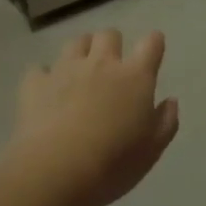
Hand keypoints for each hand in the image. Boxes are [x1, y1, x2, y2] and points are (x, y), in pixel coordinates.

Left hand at [1, 29, 179, 205]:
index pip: (151, 44)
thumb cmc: (114, 162)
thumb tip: (170, 101)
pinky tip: (46, 91)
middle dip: (112, 45)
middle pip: (109, 35)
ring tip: (80, 73)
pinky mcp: (35, 83)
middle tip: (112, 67)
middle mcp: (101, 64)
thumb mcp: (152, 150)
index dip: (154, 43)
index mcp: (135, 77)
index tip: (153, 50)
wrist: (56, 170)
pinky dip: (45, 76)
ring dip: (81, 52)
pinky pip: (40, 68)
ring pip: (75, 43)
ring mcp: (65, 70)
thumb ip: (166, 121)